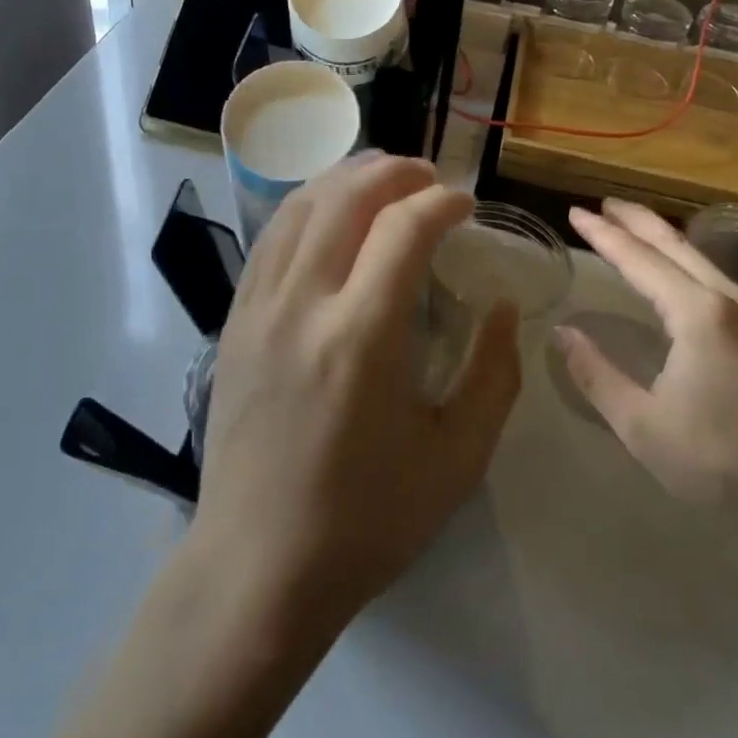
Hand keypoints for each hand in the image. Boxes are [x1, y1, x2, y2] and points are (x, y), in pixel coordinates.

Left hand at [194, 155, 520, 632]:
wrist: (259, 566)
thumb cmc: (367, 519)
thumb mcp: (457, 458)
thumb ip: (494, 374)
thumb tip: (503, 306)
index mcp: (360, 337)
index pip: (403, 228)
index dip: (441, 200)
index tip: (467, 203)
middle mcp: (302, 303)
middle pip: (347, 197)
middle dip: (395, 172)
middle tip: (429, 177)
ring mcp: (258, 306)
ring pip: (300, 205)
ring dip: (346, 178)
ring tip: (383, 178)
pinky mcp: (234, 319)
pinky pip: (271, 237)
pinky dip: (307, 206)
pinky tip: (329, 212)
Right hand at [556, 200, 737, 531]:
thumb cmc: (722, 462)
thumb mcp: (642, 426)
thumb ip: (596, 374)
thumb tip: (562, 333)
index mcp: (697, 314)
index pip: (639, 260)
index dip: (603, 236)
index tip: (574, 213)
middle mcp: (727, 300)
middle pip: (674, 244)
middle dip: (635, 221)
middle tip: (601, 204)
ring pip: (699, 256)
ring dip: (661, 236)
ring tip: (631, 224)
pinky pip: (714, 274)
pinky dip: (684, 257)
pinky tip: (676, 268)